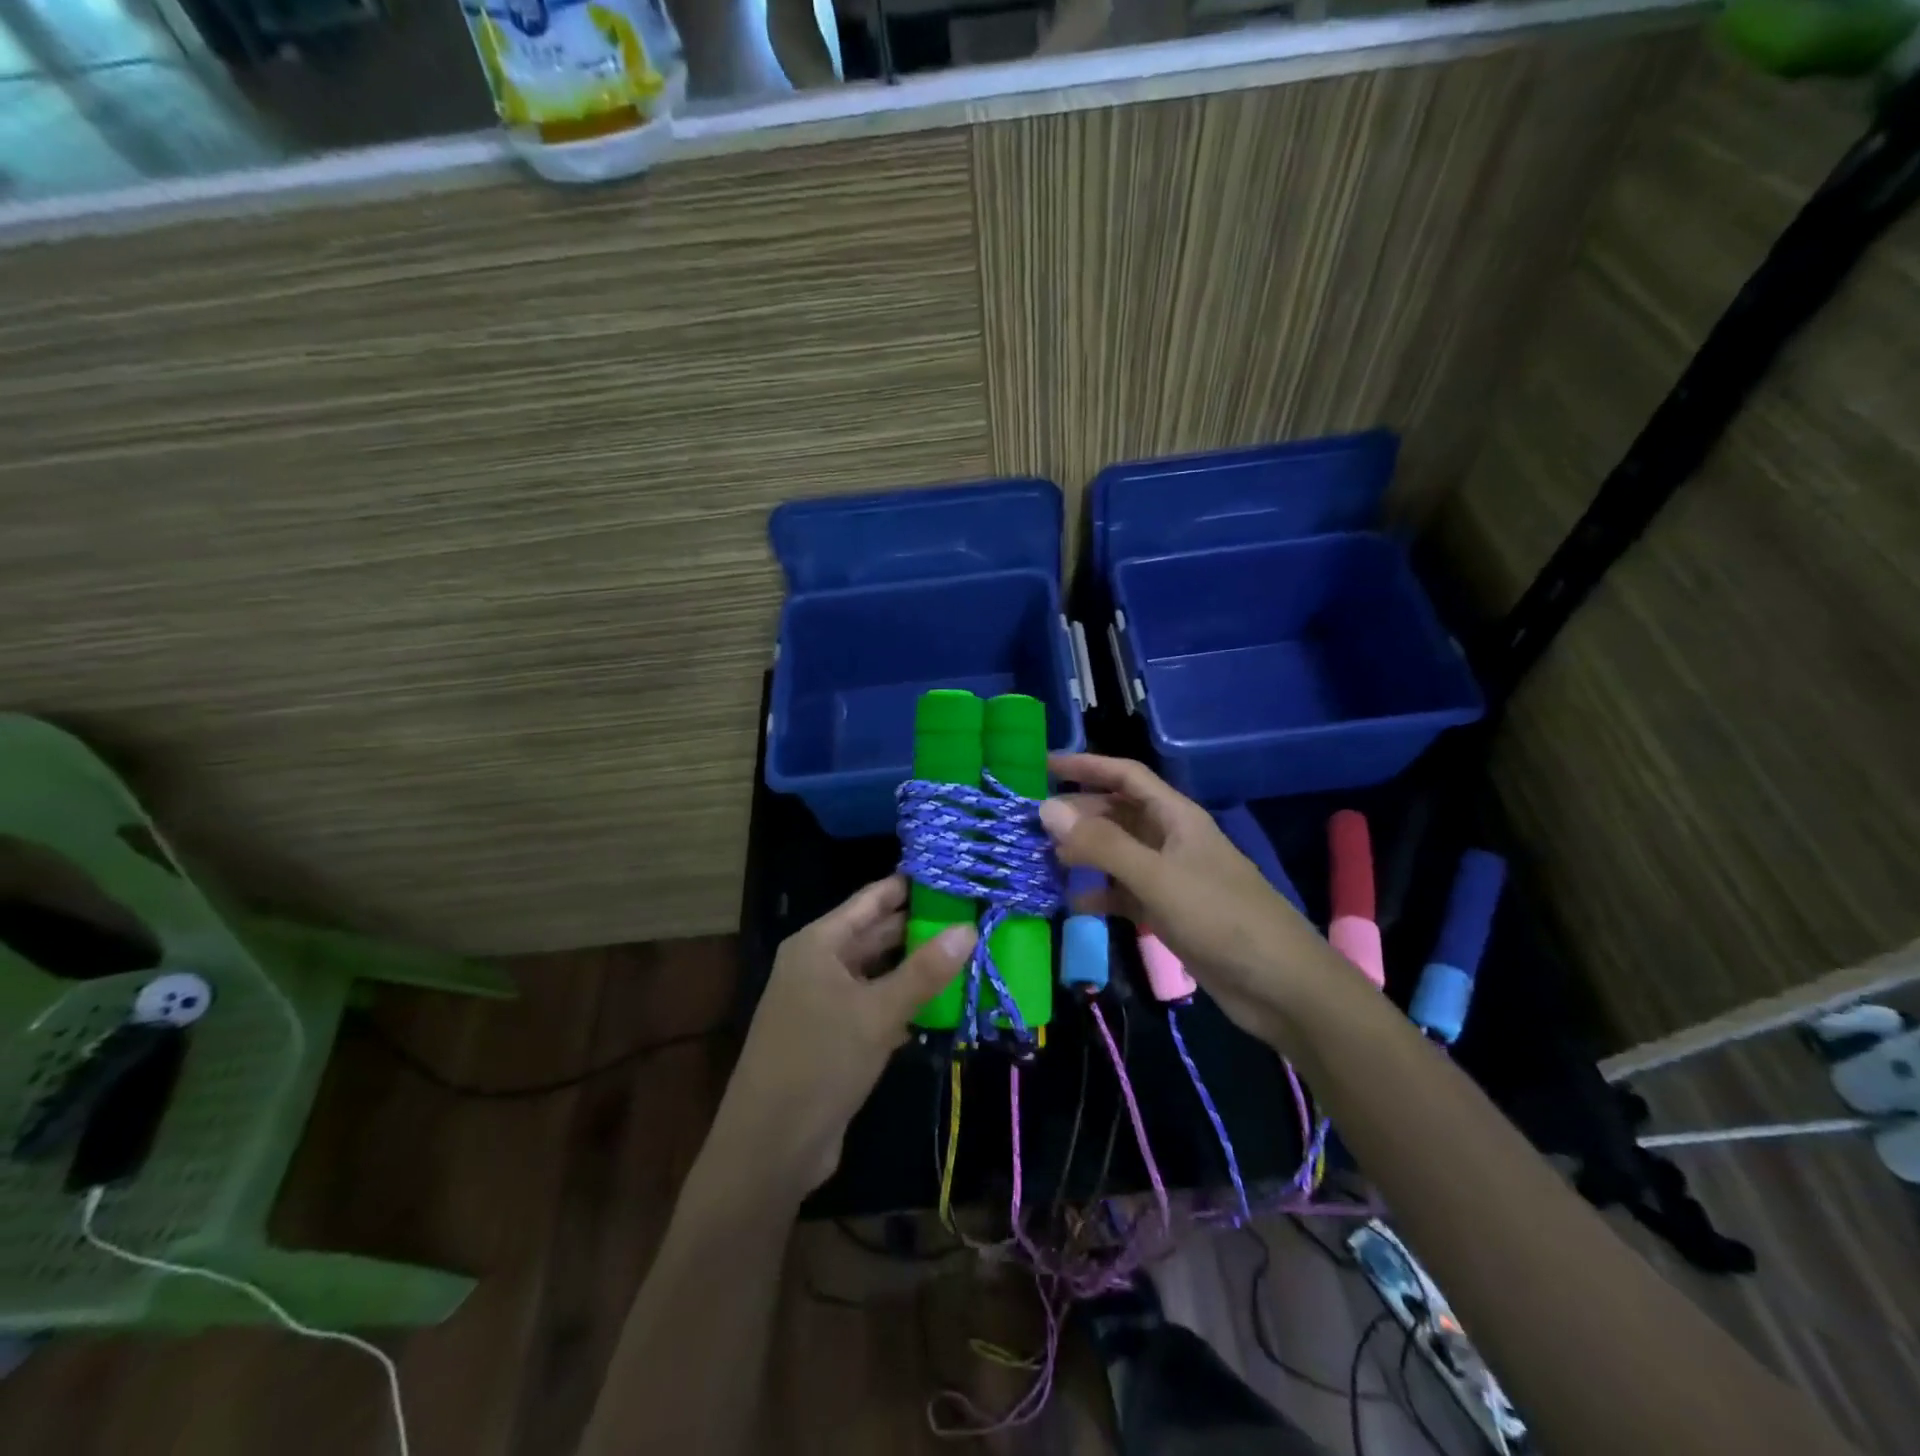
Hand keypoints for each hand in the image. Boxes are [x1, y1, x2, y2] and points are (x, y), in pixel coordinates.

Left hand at [708, 876, 976, 1196]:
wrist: (770, 1148)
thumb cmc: (819, 1062)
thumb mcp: (877, 1013)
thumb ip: (925, 970)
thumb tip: (969, 928)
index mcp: (819, 943)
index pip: (871, 900)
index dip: (910, 885)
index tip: (954, 873)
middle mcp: (819, 964)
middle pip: (876, 934)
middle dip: (921, 927)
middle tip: (974, 915)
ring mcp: (825, 1001)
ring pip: (879, 972)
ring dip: (917, 968)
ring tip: (969, 954)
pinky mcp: (835, 1036)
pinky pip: (875, 1005)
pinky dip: (905, 1002)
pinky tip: (944, 1003)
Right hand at [1039, 754, 1337, 1041]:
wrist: (1280, 986)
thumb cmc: (1221, 919)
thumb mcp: (1158, 877)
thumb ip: (1102, 844)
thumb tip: (1046, 809)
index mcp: (1175, 816)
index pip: (1125, 775)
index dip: (1086, 766)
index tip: (1042, 767)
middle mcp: (1170, 839)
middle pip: (1116, 813)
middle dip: (1076, 814)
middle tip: (1029, 824)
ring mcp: (1169, 877)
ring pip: (1116, 854)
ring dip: (1082, 854)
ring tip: (1039, 860)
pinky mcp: (1168, 912)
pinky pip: (1123, 892)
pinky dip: (1098, 894)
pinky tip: (1070, 903)